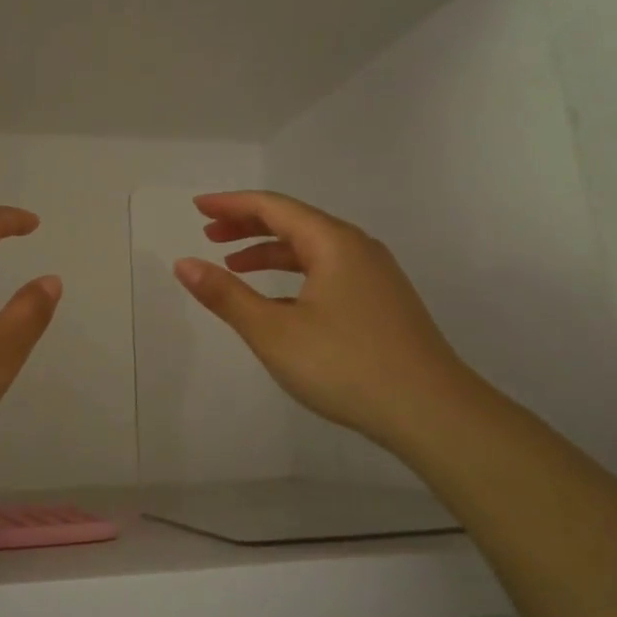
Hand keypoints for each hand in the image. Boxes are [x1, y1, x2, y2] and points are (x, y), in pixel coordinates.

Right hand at [173, 191, 484, 451]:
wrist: (432, 412)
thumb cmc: (346, 365)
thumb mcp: (273, 332)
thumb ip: (226, 295)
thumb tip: (184, 263)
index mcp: (333, 243)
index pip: (273, 207)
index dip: (231, 204)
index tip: (197, 207)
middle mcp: (357, 248)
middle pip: (294, 222)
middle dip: (248, 225)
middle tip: (210, 235)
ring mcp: (375, 275)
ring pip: (313, 249)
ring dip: (270, 252)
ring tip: (234, 266)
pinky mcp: (383, 302)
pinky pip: (328, 271)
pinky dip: (294, 274)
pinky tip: (279, 301)